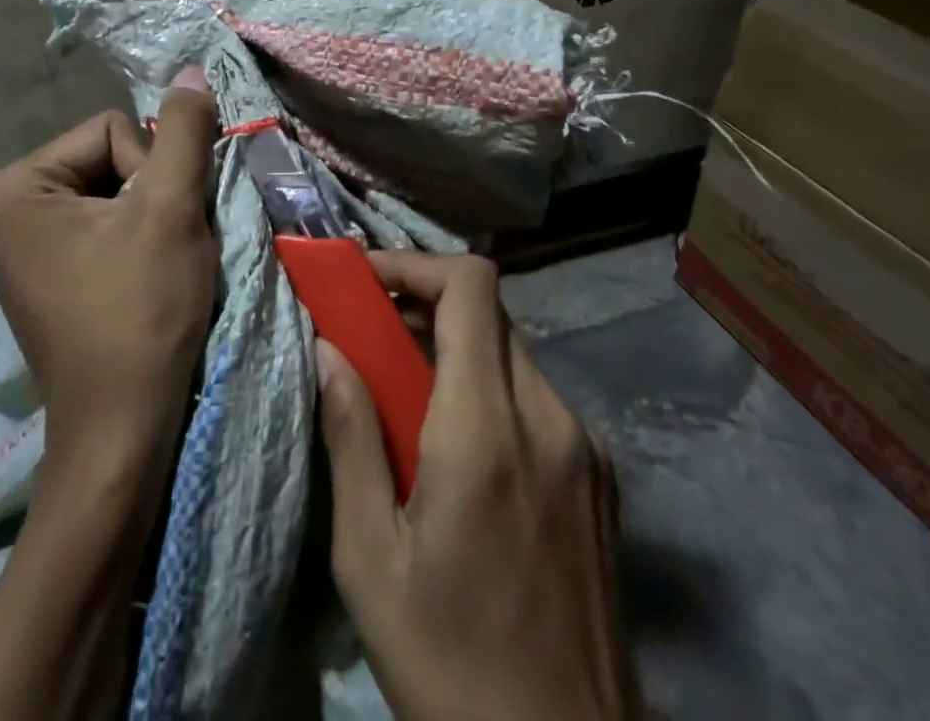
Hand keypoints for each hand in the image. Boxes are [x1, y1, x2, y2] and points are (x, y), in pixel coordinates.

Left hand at [0, 74, 220, 720]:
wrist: (122, 434)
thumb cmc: (140, 315)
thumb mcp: (170, 209)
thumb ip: (184, 130)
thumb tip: (189, 70)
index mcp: (10, 186)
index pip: (112, 130)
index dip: (152, 172)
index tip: (158, 231)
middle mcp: (1, 206)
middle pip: (110, 157)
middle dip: (150, 195)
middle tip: (163, 250)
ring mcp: (20, 242)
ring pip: (114, 190)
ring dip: (150, 218)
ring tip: (158, 267)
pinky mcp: (45, 269)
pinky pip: (102, 223)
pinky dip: (136, 240)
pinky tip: (145, 279)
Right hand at [317, 252, 638, 720]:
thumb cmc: (450, 665)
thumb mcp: (370, 559)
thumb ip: (350, 437)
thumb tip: (327, 348)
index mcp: (487, 430)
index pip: (470, 286)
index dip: (415, 263)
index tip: (365, 283)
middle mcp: (549, 418)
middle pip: (490, 310)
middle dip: (425, 301)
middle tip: (373, 332)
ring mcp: (586, 447)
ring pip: (513, 350)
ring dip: (457, 345)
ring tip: (406, 390)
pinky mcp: (602, 477)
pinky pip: (537, 395)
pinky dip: (490, 386)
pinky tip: (460, 445)